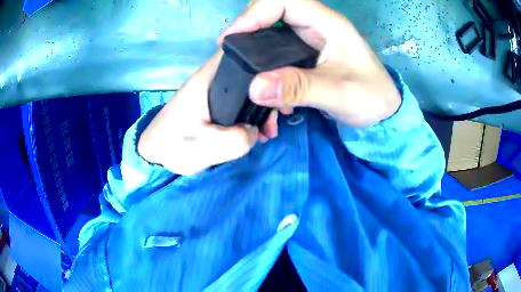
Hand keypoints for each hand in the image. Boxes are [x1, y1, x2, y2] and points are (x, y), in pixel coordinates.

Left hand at [137, 51, 277, 175]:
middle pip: (249, 74)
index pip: (241, 53)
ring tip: (268, 132)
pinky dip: (251, 115)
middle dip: (268, 94)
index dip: (265, 63)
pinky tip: (257, 133)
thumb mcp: (207, 147)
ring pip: (247, 90)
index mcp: (208, 79)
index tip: (281, 87)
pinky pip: (240, 103)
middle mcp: (212, 79)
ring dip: (261, 108)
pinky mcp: (213, 104)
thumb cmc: (173, 147)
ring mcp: (213, 91)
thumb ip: (237, 139)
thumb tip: (256, 131)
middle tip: (276, 119)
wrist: (154, 155)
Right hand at [219, 0, 401, 127]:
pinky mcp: (306, 54)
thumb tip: (254, 87)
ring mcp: (310, 39)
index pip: (283, 1)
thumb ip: (298, 88)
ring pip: (271, 31)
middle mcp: (316, 25)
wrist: (384, 111)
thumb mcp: (338, 93)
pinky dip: (265, 64)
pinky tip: (265, 85)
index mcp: (327, 24)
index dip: (253, 14)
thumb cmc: (371, 97)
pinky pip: (277, 50)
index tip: (231, 39)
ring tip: (243, 72)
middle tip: (232, 56)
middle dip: (248, 30)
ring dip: (254, 49)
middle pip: (271, 12)